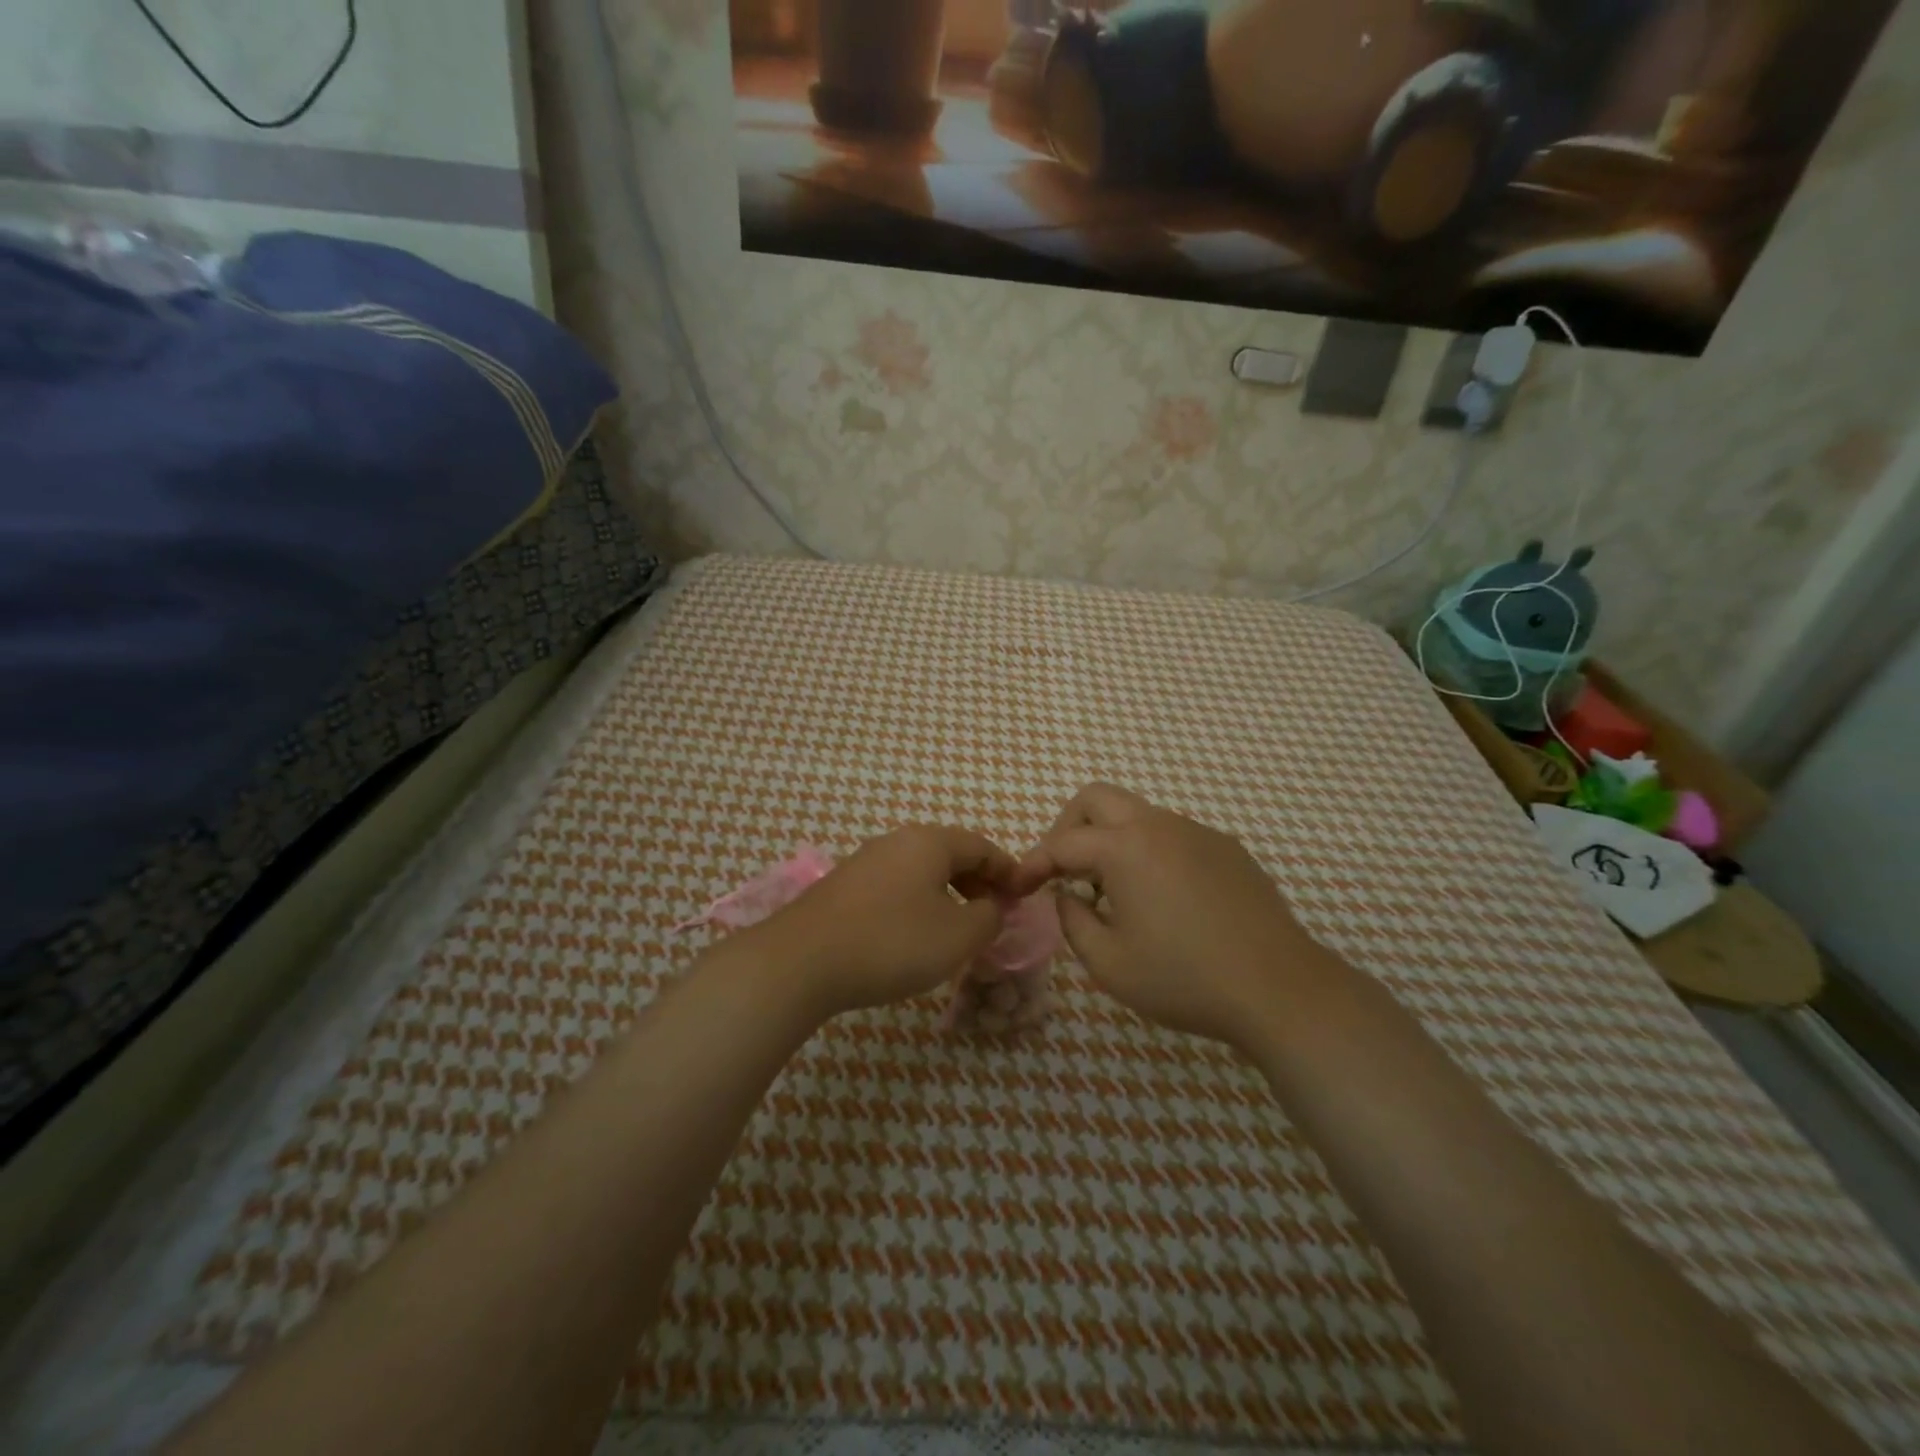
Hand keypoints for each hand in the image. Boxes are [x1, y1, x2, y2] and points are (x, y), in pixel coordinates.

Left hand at [751, 825, 1019, 1018]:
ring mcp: (866, 861)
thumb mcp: (958, 936)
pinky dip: (917, 903)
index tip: (1023, 897)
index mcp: (930, 842)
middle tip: (993, 916)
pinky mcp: (843, 886)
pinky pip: (895, 886)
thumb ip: (989, 918)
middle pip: (950, 854)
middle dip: (978, 883)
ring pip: (920, 871)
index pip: (982, 847)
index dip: (1008, 871)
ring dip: (947, 895)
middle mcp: (897, 840)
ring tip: (957, 929)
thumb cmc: (892, 942)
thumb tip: (994, 906)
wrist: (802, 962)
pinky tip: (913, 935)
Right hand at [1020, 784, 1340, 1049]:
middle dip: (1068, 827)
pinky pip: (1172, 835)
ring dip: (1110, 840)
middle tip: (1062, 870)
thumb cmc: (1184, 979)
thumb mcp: (1109, 963)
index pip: (1062, 843)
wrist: (1278, 989)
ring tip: (1110, 892)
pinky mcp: (1227, 849)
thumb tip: (1065, 895)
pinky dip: (1148, 853)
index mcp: (1125, 847)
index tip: (1019, 887)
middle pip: (1097, 798)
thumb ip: (1072, 921)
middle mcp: (1160, 825)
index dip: (1034, 864)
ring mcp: (1198, 833)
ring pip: (1137, 815)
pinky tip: (1161, 900)